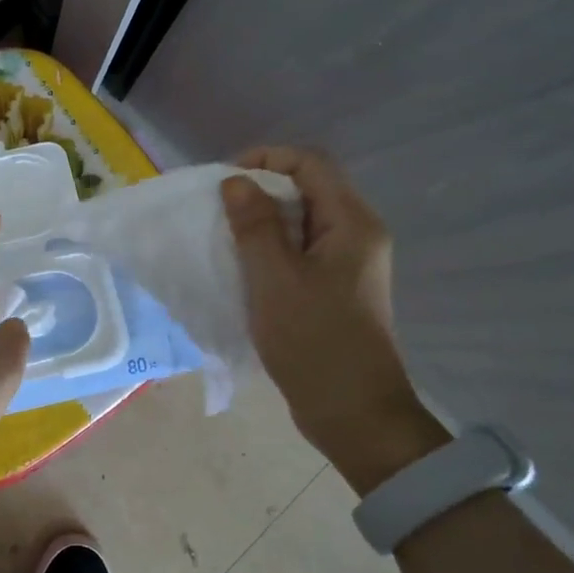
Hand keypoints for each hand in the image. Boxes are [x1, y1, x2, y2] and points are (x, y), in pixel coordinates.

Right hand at [222, 148, 448, 491]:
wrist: (353, 413)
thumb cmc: (314, 341)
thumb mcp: (274, 279)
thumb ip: (254, 225)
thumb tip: (235, 181)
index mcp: (352, 223)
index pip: (309, 163)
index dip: (264, 159)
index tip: (223, 182)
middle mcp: (357, 235)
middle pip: (306, 189)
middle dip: (258, 192)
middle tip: (216, 212)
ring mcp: (348, 264)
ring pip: (300, 222)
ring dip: (261, 223)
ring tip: (223, 239)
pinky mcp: (336, 289)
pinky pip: (300, 252)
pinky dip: (270, 250)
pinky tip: (242, 269)